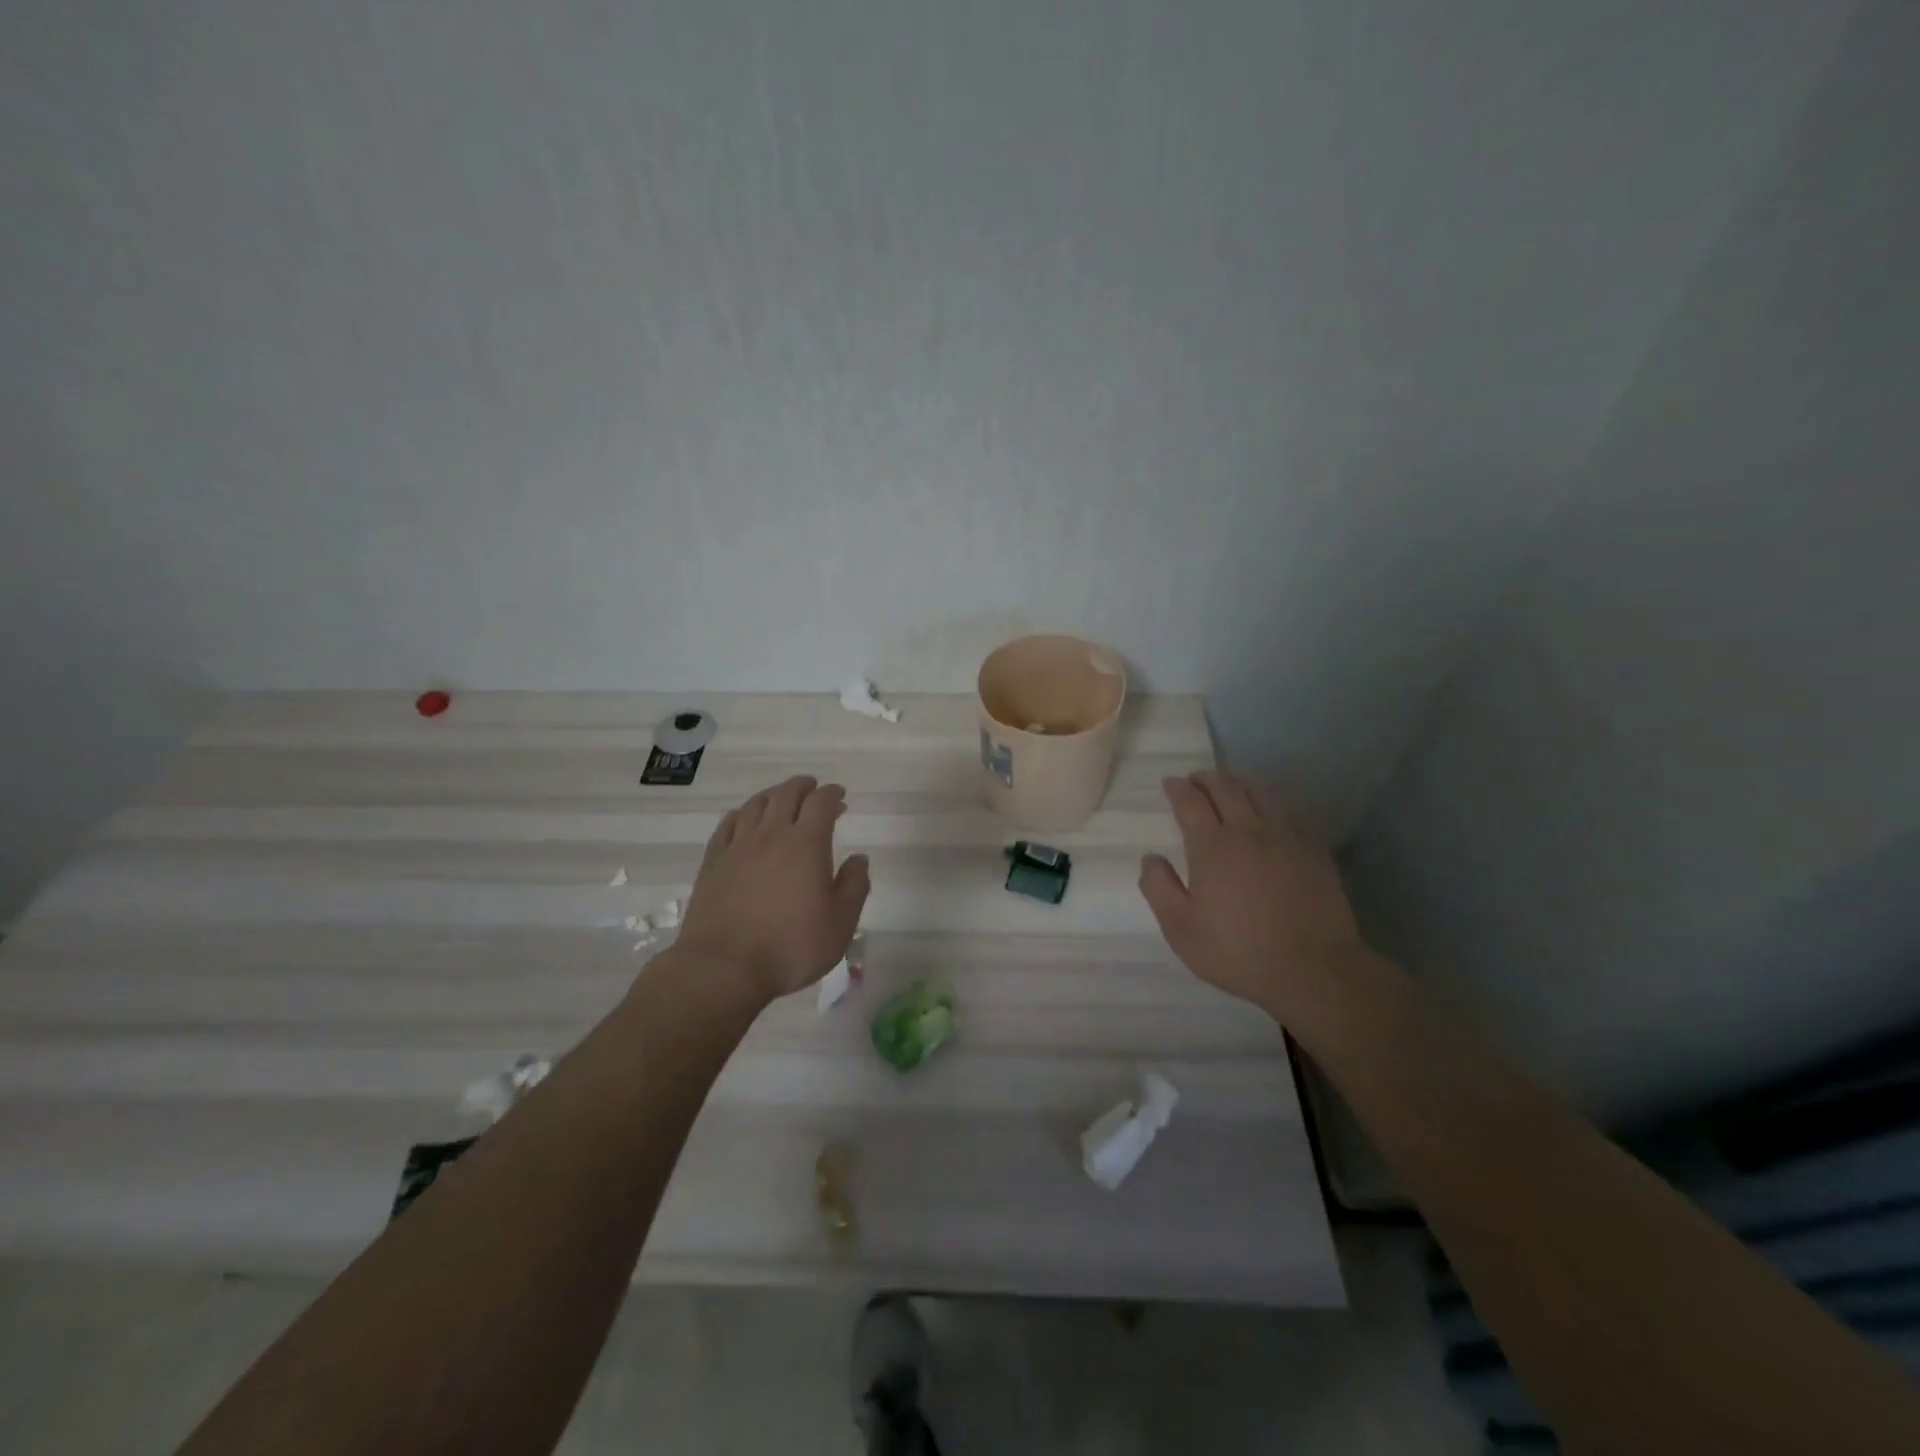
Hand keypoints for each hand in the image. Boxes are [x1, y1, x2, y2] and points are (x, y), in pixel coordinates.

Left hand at [674, 776, 870, 1006]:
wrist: (723, 967)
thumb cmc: (790, 947)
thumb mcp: (840, 923)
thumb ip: (854, 886)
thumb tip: (859, 859)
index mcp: (806, 844)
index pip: (821, 803)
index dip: (832, 794)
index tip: (840, 796)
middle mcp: (771, 835)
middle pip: (786, 795)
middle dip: (803, 787)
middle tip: (813, 788)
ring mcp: (738, 847)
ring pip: (755, 805)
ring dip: (773, 795)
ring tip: (781, 798)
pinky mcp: (713, 863)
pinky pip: (727, 825)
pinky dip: (741, 814)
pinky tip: (743, 819)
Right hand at [1138, 771, 1369, 1021]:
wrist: (1313, 970)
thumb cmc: (1238, 952)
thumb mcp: (1181, 930)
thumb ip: (1159, 888)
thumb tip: (1150, 858)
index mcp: (1212, 847)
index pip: (1191, 802)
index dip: (1177, 789)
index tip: (1169, 784)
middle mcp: (1249, 831)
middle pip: (1226, 788)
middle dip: (1206, 778)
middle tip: (1195, 779)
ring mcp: (1286, 837)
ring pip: (1261, 793)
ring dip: (1239, 783)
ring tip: (1230, 785)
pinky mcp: (1314, 849)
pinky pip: (1291, 811)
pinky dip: (1273, 801)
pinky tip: (1270, 809)